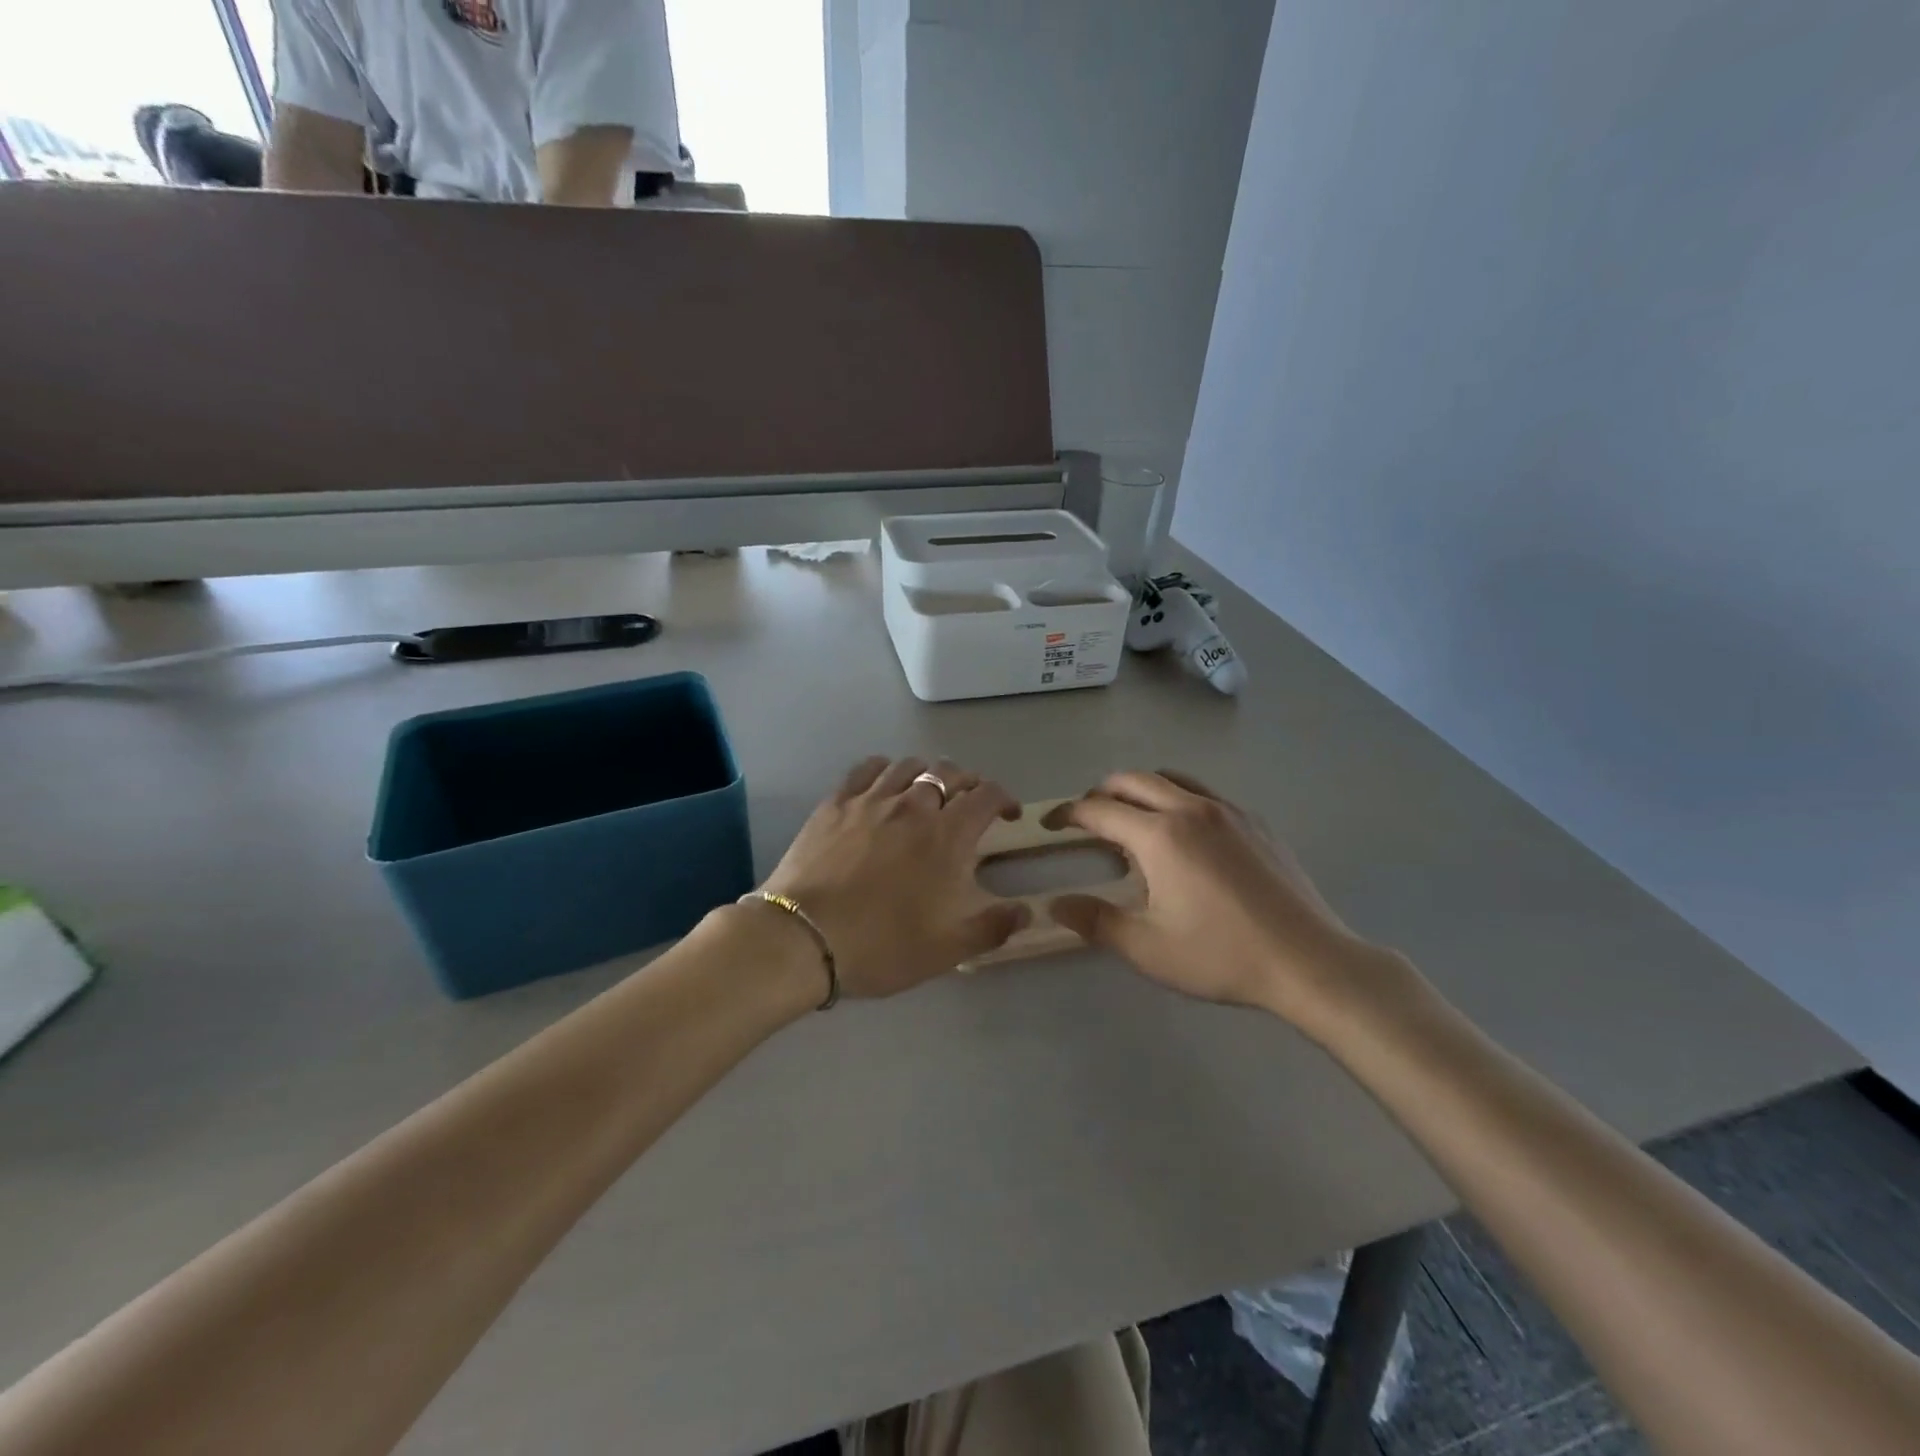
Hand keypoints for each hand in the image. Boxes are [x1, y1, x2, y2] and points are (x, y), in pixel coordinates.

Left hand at [757, 757, 1031, 998]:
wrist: (803, 938)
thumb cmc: (881, 945)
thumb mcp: (948, 949)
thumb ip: (993, 927)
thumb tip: (1026, 911)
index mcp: (947, 835)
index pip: (986, 795)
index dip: (1004, 798)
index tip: (1008, 814)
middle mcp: (913, 805)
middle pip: (949, 773)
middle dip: (968, 783)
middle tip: (969, 803)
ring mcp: (871, 799)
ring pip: (909, 765)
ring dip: (928, 774)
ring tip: (928, 792)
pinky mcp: (836, 802)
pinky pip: (867, 768)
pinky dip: (886, 769)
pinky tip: (885, 784)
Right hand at [1046, 771, 1417, 1037]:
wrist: (1308, 960)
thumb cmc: (1221, 955)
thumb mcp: (1147, 948)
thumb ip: (1095, 921)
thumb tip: (1056, 904)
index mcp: (1159, 835)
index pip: (1099, 810)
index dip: (1067, 813)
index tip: (1050, 824)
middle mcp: (1191, 808)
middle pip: (1133, 780)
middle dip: (1101, 793)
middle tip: (1087, 819)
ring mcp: (1228, 810)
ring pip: (1172, 779)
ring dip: (1141, 790)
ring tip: (1133, 820)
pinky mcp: (1256, 821)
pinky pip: (1204, 794)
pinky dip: (1178, 799)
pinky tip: (1185, 836)